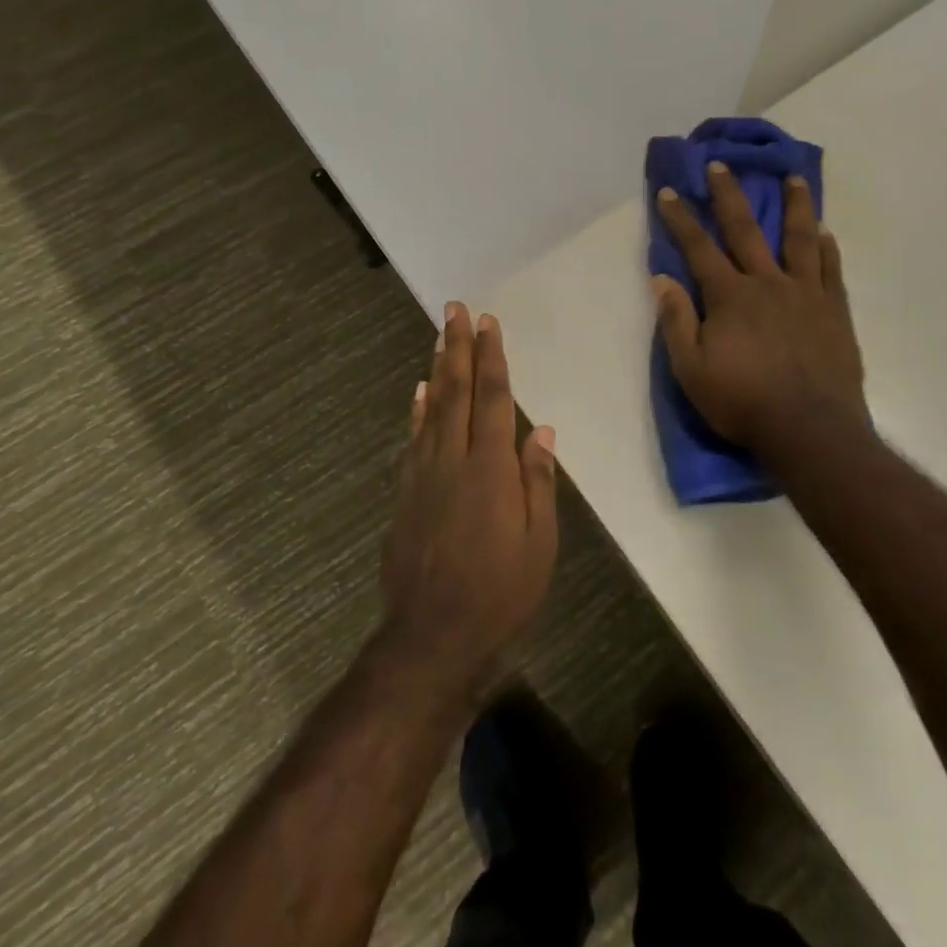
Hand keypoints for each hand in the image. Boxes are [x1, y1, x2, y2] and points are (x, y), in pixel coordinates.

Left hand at [380, 303, 559, 693]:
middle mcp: (453, 459)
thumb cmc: (500, 591)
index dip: (491, 357)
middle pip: (457, 391)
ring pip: (432, 409)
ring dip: (439, 369)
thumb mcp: (539, 541)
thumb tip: (541, 432)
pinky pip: (413, 439)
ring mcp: (423, 475)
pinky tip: (420, 393)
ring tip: (440, 337)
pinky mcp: (405, 494)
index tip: (488, 322)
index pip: (492, 398)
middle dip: (458, 347)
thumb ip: (538, 482)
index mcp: (490, 468)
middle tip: (455, 309)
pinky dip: (418, 410)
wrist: (432, 637)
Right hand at [653, 164, 868, 455]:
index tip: (669, 190)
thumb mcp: (692, 370)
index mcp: (730, 296)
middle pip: (746, 229)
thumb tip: (661, 279)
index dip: (681, 218)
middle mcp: (768, 282)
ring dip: (796, 205)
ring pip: (800, 238)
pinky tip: (825, 231)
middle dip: (729, 195)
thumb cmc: (744, 403)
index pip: (698, 248)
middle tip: (721, 164)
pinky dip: (827, 247)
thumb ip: (677, 321)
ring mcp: (806, 293)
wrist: (810, 430)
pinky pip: (831, 269)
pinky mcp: (834, 310)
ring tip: (795, 178)